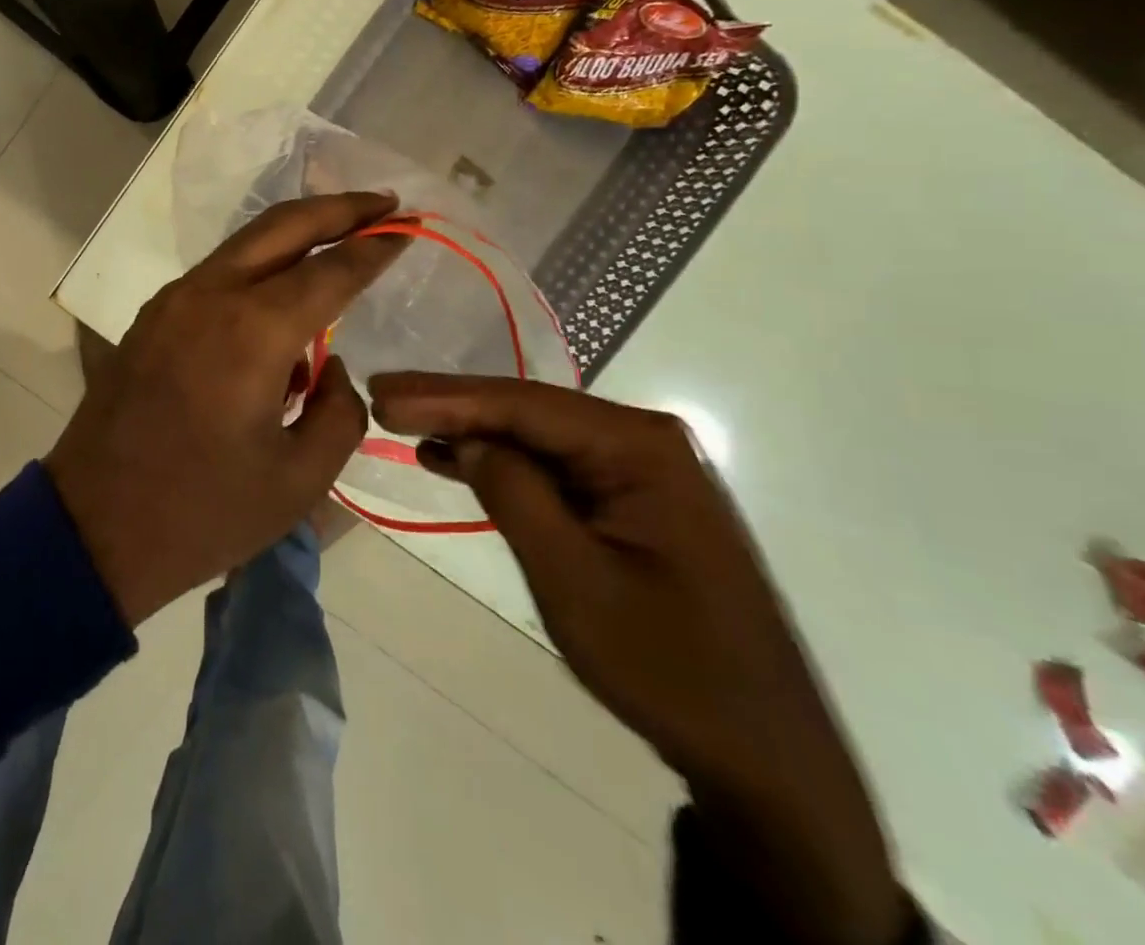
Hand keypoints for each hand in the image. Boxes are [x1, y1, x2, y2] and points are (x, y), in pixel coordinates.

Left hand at [45, 192, 407, 626]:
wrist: (93, 528)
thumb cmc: (202, 512)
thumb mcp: (299, 479)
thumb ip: (339, 412)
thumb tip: (331, 368)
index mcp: (253, 330)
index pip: (331, 270)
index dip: (375, 247)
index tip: (409, 229)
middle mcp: (210, 295)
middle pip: (283, 225)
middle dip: (339, 207)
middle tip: (385, 202)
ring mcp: (173, 300)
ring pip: (246, 242)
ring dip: (297, 230)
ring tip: (343, 233)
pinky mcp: (153, 316)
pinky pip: (219, 272)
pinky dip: (260, 263)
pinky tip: (284, 287)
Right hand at [368, 374, 911, 944]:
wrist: (763, 753)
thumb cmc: (667, 666)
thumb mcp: (573, 579)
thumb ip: (514, 493)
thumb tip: (467, 438)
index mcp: (638, 446)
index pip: (522, 404)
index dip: (445, 396)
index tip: (382, 391)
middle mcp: (641, 441)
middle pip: (527, 411)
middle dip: (451, 405)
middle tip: (381, 394)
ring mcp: (638, 471)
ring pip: (535, 437)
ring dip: (470, 431)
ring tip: (401, 420)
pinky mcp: (629, 501)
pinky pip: (553, 469)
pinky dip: (502, 465)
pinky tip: (452, 458)